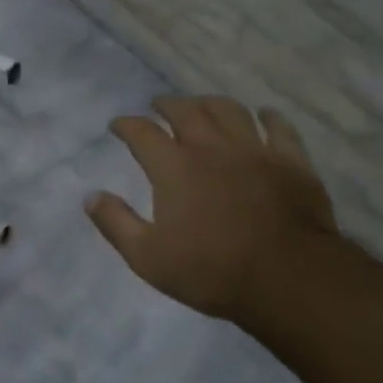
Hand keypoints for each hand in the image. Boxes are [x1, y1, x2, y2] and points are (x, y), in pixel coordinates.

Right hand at [86, 96, 341, 324]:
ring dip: (211, 103)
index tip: (117, 125)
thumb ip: (116, 223)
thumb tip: (90, 196)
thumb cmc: (212, 271)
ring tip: (203, 104)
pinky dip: (270, 117)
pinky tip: (265, 115)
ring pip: (229, 110)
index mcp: (174, 167)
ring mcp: (254, 150)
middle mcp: (211, 147)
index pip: (142, 132)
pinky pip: (280, 128)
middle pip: (186, 111)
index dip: (126, 125)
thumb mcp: (148, 257)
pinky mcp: (291, 161)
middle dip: (167, 104)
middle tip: (159, 105)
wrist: (289, 279)